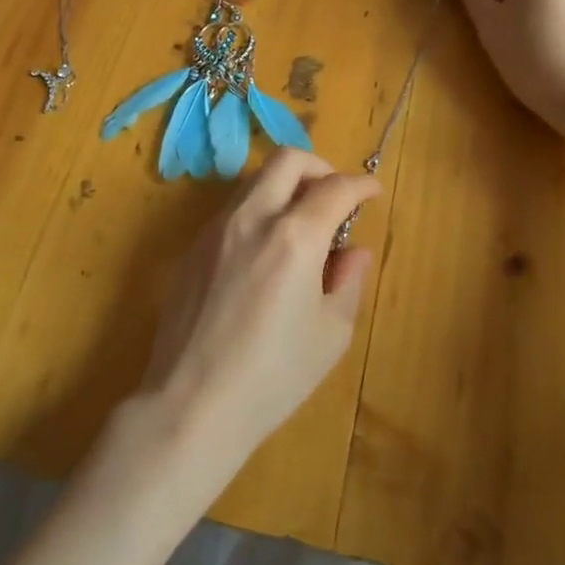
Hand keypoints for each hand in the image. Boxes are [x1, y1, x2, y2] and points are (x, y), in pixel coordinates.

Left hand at [135, 149, 380, 494]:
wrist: (192, 404)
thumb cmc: (273, 376)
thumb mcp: (330, 333)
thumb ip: (348, 281)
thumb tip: (352, 252)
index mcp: (294, 237)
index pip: (335, 188)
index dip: (361, 185)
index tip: (372, 191)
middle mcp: (252, 218)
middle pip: (287, 160)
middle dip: (319, 167)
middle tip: (335, 196)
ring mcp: (215, 230)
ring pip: (254, 180)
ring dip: (285, 186)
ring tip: (301, 224)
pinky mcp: (191, 249)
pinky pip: (232, 210)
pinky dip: (258, 211)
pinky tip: (265, 252)